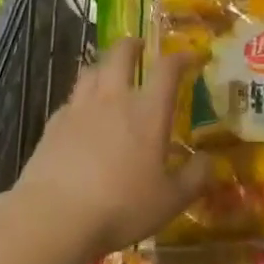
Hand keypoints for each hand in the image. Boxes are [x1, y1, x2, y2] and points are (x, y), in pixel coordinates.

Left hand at [12, 39, 210, 260]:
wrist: (53, 218)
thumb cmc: (120, 207)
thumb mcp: (170, 201)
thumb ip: (195, 178)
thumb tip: (211, 161)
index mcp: (148, 111)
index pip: (167, 69)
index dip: (181, 57)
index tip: (190, 57)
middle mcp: (114, 99)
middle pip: (121, 54)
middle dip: (132, 45)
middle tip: (140, 47)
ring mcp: (79, 109)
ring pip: (92, 70)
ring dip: (104, 66)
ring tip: (109, 74)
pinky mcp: (53, 125)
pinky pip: (70, 100)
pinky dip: (81, 99)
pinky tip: (82, 115)